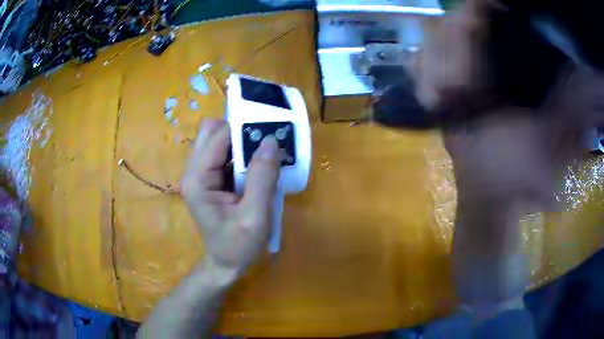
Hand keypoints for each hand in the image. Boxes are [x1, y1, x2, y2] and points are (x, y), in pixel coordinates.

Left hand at [181, 119, 279, 274]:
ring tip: (265, 152)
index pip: (218, 136)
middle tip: (264, 142)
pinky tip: (257, 165)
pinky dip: (241, 152)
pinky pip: (224, 153)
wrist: (225, 264)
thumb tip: (271, 140)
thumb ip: (262, 178)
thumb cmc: (238, 245)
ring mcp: (200, 173)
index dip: (243, 129)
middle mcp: (194, 170)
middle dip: (239, 130)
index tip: (270, 130)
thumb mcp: (255, 216)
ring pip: (218, 139)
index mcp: (198, 179)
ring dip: (241, 141)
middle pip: (211, 131)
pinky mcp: (210, 178)